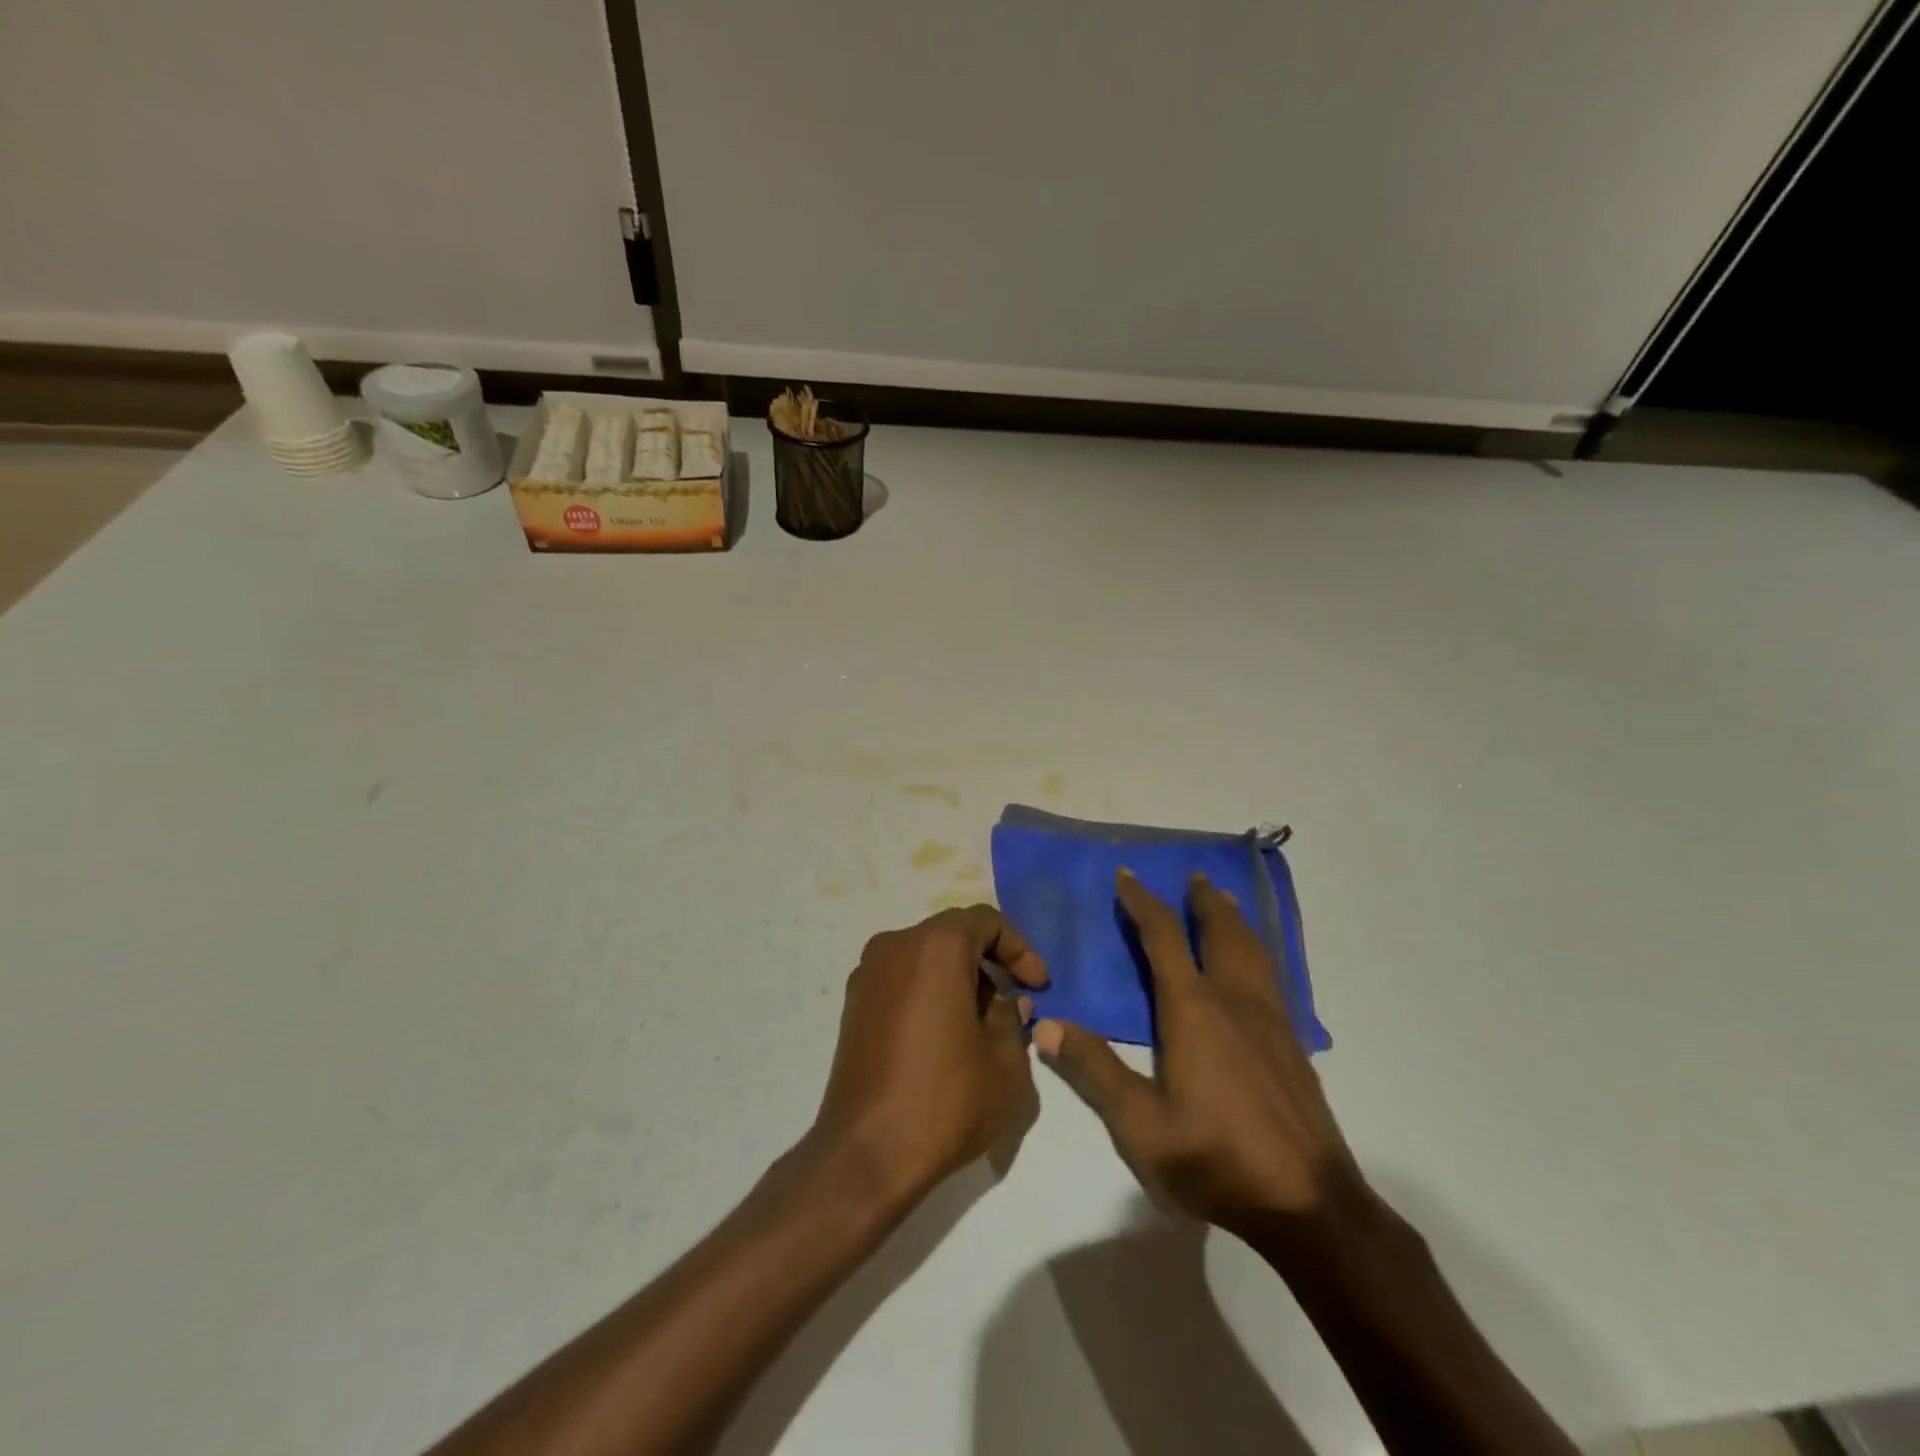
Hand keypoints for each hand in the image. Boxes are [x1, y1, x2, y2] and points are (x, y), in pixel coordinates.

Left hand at [809, 905, 1048, 1211]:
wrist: (865, 1154)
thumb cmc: (945, 1101)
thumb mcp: (1005, 1065)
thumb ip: (1011, 1020)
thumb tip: (1006, 1003)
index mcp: (935, 946)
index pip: (986, 921)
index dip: (1020, 949)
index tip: (1038, 986)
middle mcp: (895, 946)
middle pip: (953, 935)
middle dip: (989, 963)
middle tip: (1014, 1004)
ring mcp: (867, 974)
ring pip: (926, 957)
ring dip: (959, 978)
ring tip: (982, 1026)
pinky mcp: (853, 1004)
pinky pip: (902, 979)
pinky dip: (929, 992)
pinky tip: (945, 1037)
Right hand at [1034, 869, 1367, 1246]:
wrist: (1310, 1205)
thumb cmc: (1216, 1159)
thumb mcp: (1140, 1124)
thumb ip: (1093, 1070)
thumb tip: (1046, 1026)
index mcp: (1193, 1009)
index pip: (1163, 937)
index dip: (1143, 902)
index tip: (1127, 876)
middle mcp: (1234, 1001)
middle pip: (1220, 931)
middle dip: (1203, 900)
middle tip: (1192, 876)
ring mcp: (1271, 1021)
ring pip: (1252, 950)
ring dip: (1233, 919)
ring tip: (1224, 902)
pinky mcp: (1293, 1045)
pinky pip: (1270, 975)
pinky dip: (1255, 950)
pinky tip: (1253, 967)